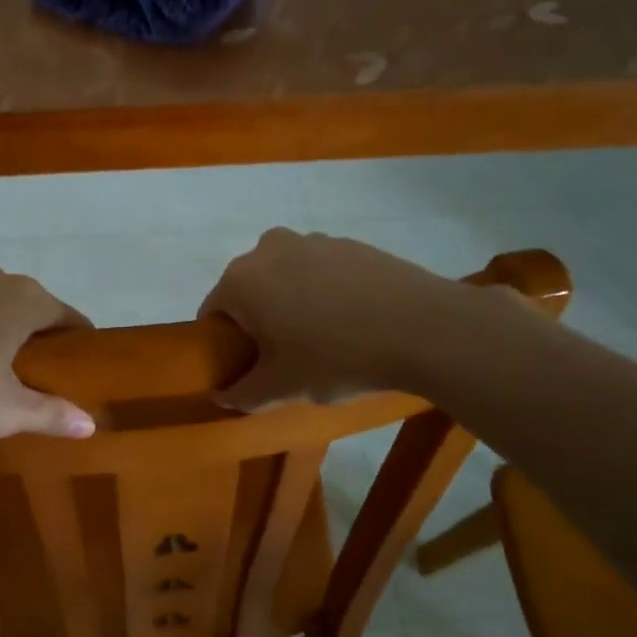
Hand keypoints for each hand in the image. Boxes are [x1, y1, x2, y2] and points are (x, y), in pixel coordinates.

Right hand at [198, 228, 456, 409]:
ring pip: (286, 278)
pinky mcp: (351, 243)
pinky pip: (321, 271)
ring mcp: (313, 241)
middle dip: (258, 321)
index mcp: (241, 280)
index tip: (246, 367)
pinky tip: (352, 322)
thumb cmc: (336, 357)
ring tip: (323, 340)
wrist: (424, 328)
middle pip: (249, 290)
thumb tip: (222, 396)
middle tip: (283, 357)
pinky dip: (325, 293)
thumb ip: (243, 393)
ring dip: (291, 304)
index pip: (212, 312)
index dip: (223, 344)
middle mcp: (269, 249)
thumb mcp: (283, 387)